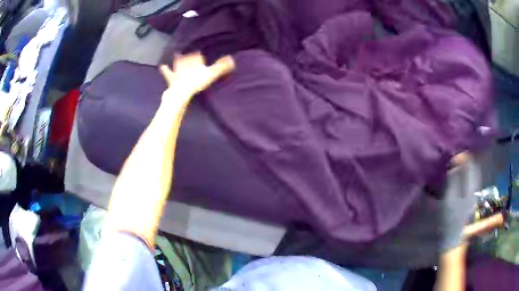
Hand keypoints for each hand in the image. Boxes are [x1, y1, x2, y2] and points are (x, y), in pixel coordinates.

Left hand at [159, 52, 234, 103]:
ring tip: (176, 53)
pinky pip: (167, 72)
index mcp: (195, 58)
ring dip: (177, 58)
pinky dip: (165, 69)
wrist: (181, 92)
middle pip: (188, 56)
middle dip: (189, 54)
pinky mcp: (171, 77)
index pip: (198, 53)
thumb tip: (232, 58)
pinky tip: (162, 66)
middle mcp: (185, 61)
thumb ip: (221, 66)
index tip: (202, 53)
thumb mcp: (212, 74)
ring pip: (177, 61)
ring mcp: (177, 68)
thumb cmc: (196, 81)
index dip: (200, 53)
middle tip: (189, 52)